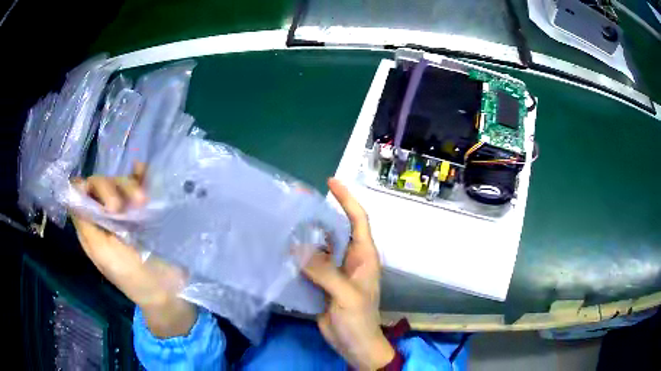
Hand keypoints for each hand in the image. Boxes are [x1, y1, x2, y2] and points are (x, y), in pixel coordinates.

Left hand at [71, 164, 196, 338]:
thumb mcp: (102, 252)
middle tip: (122, 209)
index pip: (80, 192)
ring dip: (130, 186)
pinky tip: (142, 170)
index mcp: (91, 225)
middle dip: (111, 189)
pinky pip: (139, 181)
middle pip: (100, 183)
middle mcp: (105, 214)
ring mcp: (126, 210)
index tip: (101, 201)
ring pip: (120, 180)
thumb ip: (84, 222)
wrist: (165, 288)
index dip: (87, 189)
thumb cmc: (131, 275)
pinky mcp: (144, 208)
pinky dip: (140, 173)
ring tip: (144, 202)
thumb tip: (71, 190)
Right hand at [303, 178, 394, 369]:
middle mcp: (350, 259)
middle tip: (296, 200)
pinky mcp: (323, 283)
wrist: (354, 345)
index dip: (347, 199)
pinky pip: (311, 263)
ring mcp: (336, 271)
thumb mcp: (346, 295)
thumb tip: (299, 248)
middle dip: (319, 214)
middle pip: (335, 230)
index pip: (358, 220)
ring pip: (320, 246)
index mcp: (363, 256)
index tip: (331, 182)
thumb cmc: (358, 320)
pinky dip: (299, 255)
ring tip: (285, 220)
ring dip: (306, 234)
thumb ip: (325, 271)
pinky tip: (283, 248)